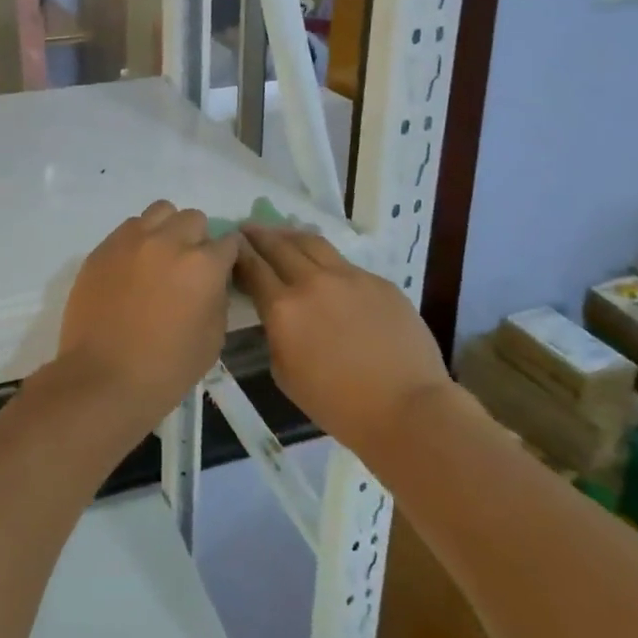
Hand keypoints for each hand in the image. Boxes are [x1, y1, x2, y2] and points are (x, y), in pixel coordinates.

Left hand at [55, 202, 239, 429]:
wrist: (103, 379)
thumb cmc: (166, 368)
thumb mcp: (213, 338)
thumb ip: (217, 297)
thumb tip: (212, 280)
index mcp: (203, 265)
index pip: (228, 242)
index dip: (227, 257)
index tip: (221, 271)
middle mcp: (168, 241)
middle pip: (193, 219)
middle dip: (196, 240)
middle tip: (187, 267)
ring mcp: (131, 241)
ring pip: (159, 212)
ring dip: (166, 230)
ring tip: (158, 259)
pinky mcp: (102, 248)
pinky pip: (127, 229)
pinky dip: (137, 241)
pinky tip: (131, 270)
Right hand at [236, 225, 457, 451]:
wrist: (406, 407)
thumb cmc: (337, 404)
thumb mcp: (285, 374)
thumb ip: (275, 334)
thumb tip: (277, 315)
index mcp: (283, 308)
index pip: (252, 267)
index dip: (238, 253)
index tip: (231, 244)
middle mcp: (312, 282)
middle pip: (279, 245)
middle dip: (259, 235)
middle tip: (249, 229)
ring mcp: (349, 277)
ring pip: (313, 243)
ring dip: (291, 236)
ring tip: (283, 235)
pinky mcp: (378, 281)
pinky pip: (345, 264)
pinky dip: (327, 261)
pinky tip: (327, 271)